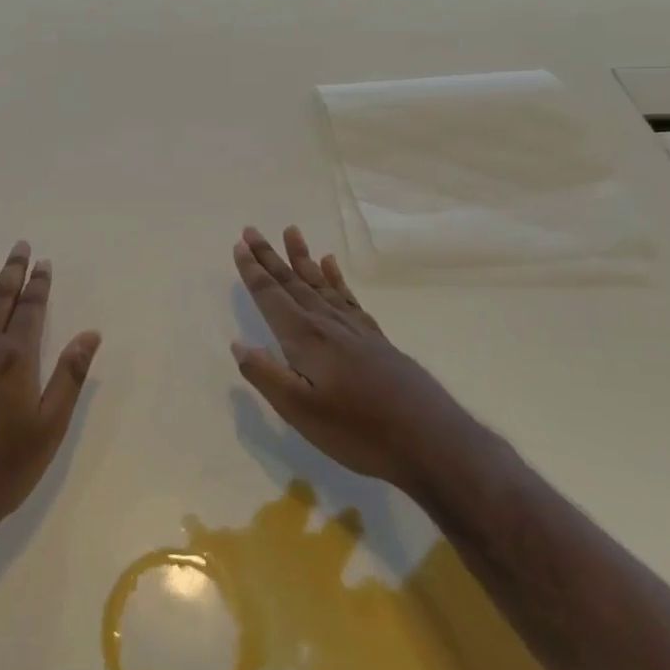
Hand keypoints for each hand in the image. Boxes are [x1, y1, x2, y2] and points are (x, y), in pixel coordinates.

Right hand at [230, 226, 446, 488]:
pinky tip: (331, 265)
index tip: (239, 245)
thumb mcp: (300, 412)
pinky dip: (336, 277)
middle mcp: (327, 323)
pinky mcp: (375, 338)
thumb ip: (266, 375)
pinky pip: (348, 297)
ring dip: (302, 258)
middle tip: (251, 230)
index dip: (252, 272)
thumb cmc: (359, 430)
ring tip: (291, 231)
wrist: (430, 439)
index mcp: (305, 338)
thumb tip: (238, 344)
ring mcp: (354, 328)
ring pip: (320, 283)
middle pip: (292, 282)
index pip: (271, 296)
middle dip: (270, 257)